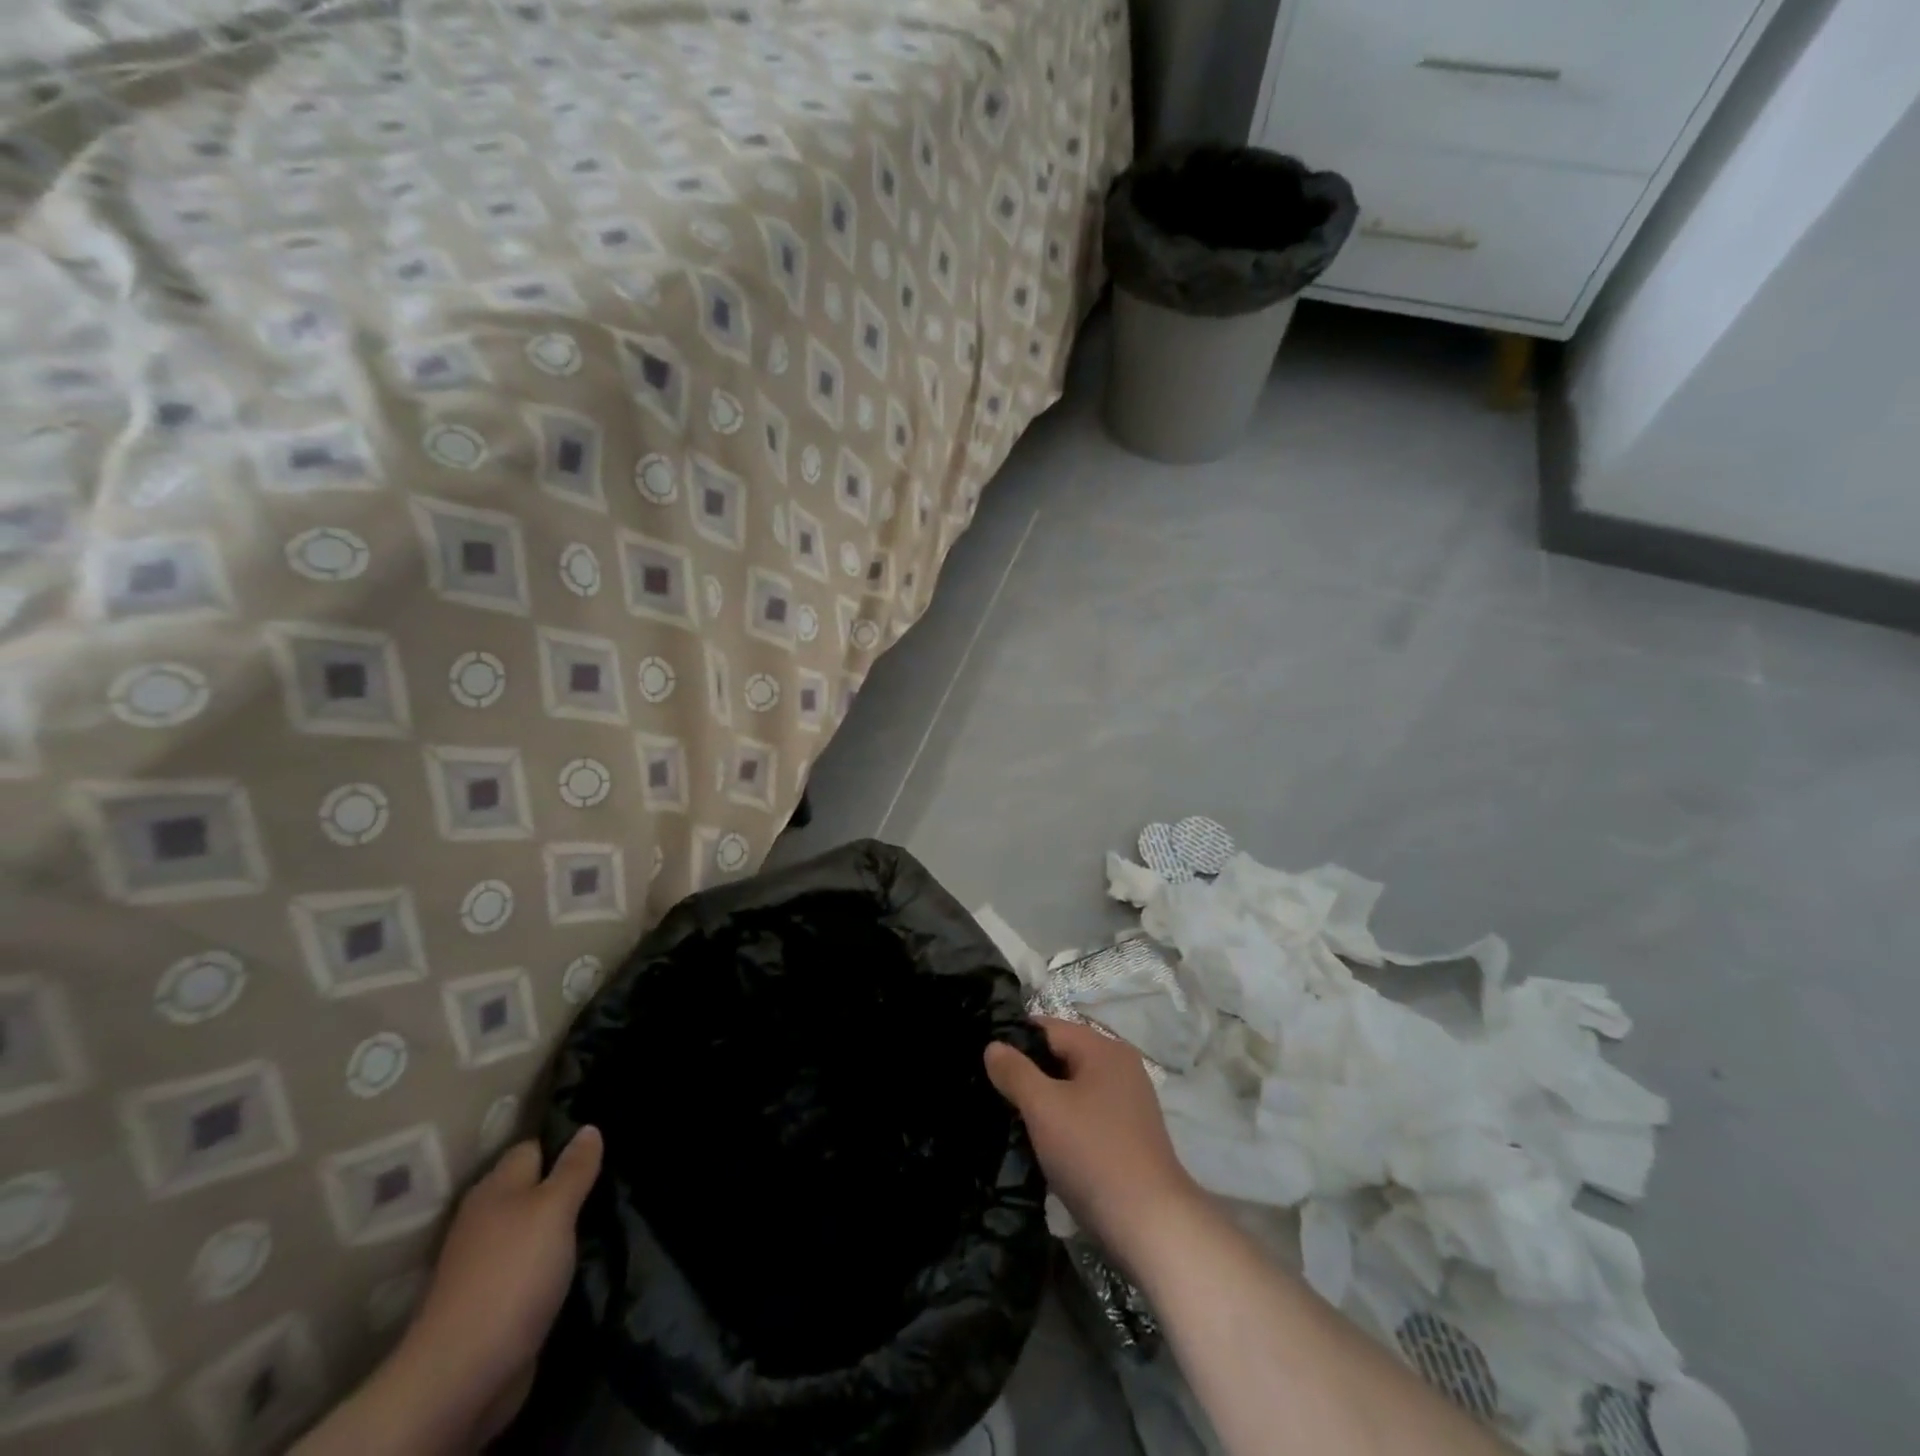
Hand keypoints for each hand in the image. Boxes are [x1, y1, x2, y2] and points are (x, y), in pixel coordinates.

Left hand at [298, 1127, 603, 1454]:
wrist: (462, 1374)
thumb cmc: (513, 1274)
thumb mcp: (555, 1209)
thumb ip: (574, 1169)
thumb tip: (589, 1128)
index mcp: (496, 1187)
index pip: (533, 1147)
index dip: (565, 1142)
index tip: (602, 1146)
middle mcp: (486, 1218)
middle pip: (532, 1186)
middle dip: (566, 1184)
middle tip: (611, 1180)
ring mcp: (486, 1262)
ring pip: (532, 1227)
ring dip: (560, 1225)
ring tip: (603, 1217)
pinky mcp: (493, 1299)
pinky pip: (529, 1264)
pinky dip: (550, 1261)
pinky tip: (576, 1261)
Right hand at [985, 1018, 1200, 1266]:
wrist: (1151, 1224)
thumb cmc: (1093, 1153)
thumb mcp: (1044, 1108)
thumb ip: (1015, 1072)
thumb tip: (993, 1046)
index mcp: (1104, 1049)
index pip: (1049, 1028)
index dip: (1015, 1042)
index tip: (986, 1064)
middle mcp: (1121, 1066)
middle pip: (1063, 1056)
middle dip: (1029, 1073)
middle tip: (994, 1093)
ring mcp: (1129, 1101)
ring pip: (1074, 1087)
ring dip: (1046, 1100)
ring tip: (1013, 1118)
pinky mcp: (1130, 1134)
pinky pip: (1087, 1112)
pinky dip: (1065, 1120)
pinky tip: (1045, 1143)